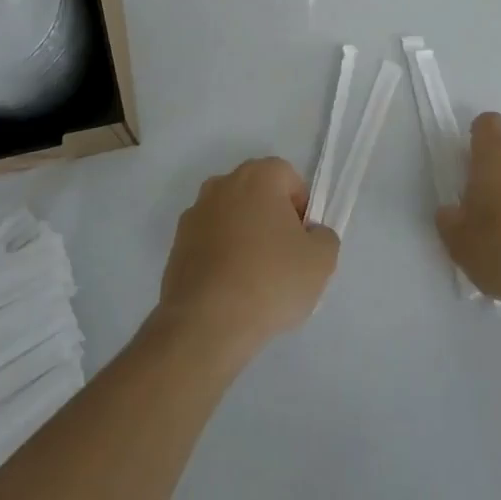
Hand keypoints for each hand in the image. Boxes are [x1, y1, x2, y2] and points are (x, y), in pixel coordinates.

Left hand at [157, 157, 338, 363]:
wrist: (206, 323)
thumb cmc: (270, 280)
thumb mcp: (321, 260)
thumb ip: (324, 236)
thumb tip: (310, 235)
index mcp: (257, 176)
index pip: (289, 178)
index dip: (301, 209)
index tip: (302, 242)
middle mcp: (222, 184)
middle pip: (258, 195)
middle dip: (272, 220)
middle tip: (284, 260)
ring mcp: (194, 214)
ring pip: (232, 219)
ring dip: (245, 238)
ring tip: (255, 281)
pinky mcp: (176, 245)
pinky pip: (210, 243)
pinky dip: (222, 257)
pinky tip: (231, 291)